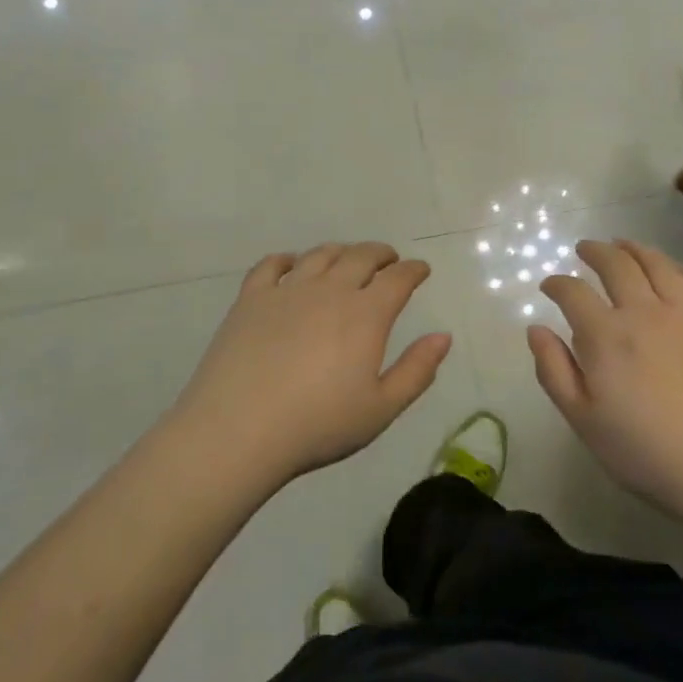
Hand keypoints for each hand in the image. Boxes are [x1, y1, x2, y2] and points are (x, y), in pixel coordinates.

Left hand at [169, 242, 452, 487]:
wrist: (239, 430)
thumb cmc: (317, 425)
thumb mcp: (380, 409)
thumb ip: (416, 371)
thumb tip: (443, 336)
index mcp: (365, 315)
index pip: (398, 278)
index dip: (413, 270)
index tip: (421, 269)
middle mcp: (330, 290)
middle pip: (361, 256)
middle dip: (381, 254)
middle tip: (389, 259)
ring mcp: (287, 290)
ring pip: (320, 255)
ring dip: (341, 251)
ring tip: (347, 258)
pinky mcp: (251, 298)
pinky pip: (271, 265)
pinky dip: (287, 259)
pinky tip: (291, 264)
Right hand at [530, 239, 682, 524]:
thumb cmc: (648, 453)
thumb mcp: (584, 421)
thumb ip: (554, 371)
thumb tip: (536, 329)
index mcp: (606, 335)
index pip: (573, 292)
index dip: (556, 284)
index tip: (549, 285)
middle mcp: (645, 312)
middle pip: (617, 265)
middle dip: (596, 251)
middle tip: (585, 248)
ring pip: (660, 265)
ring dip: (637, 249)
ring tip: (625, 245)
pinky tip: (680, 272)